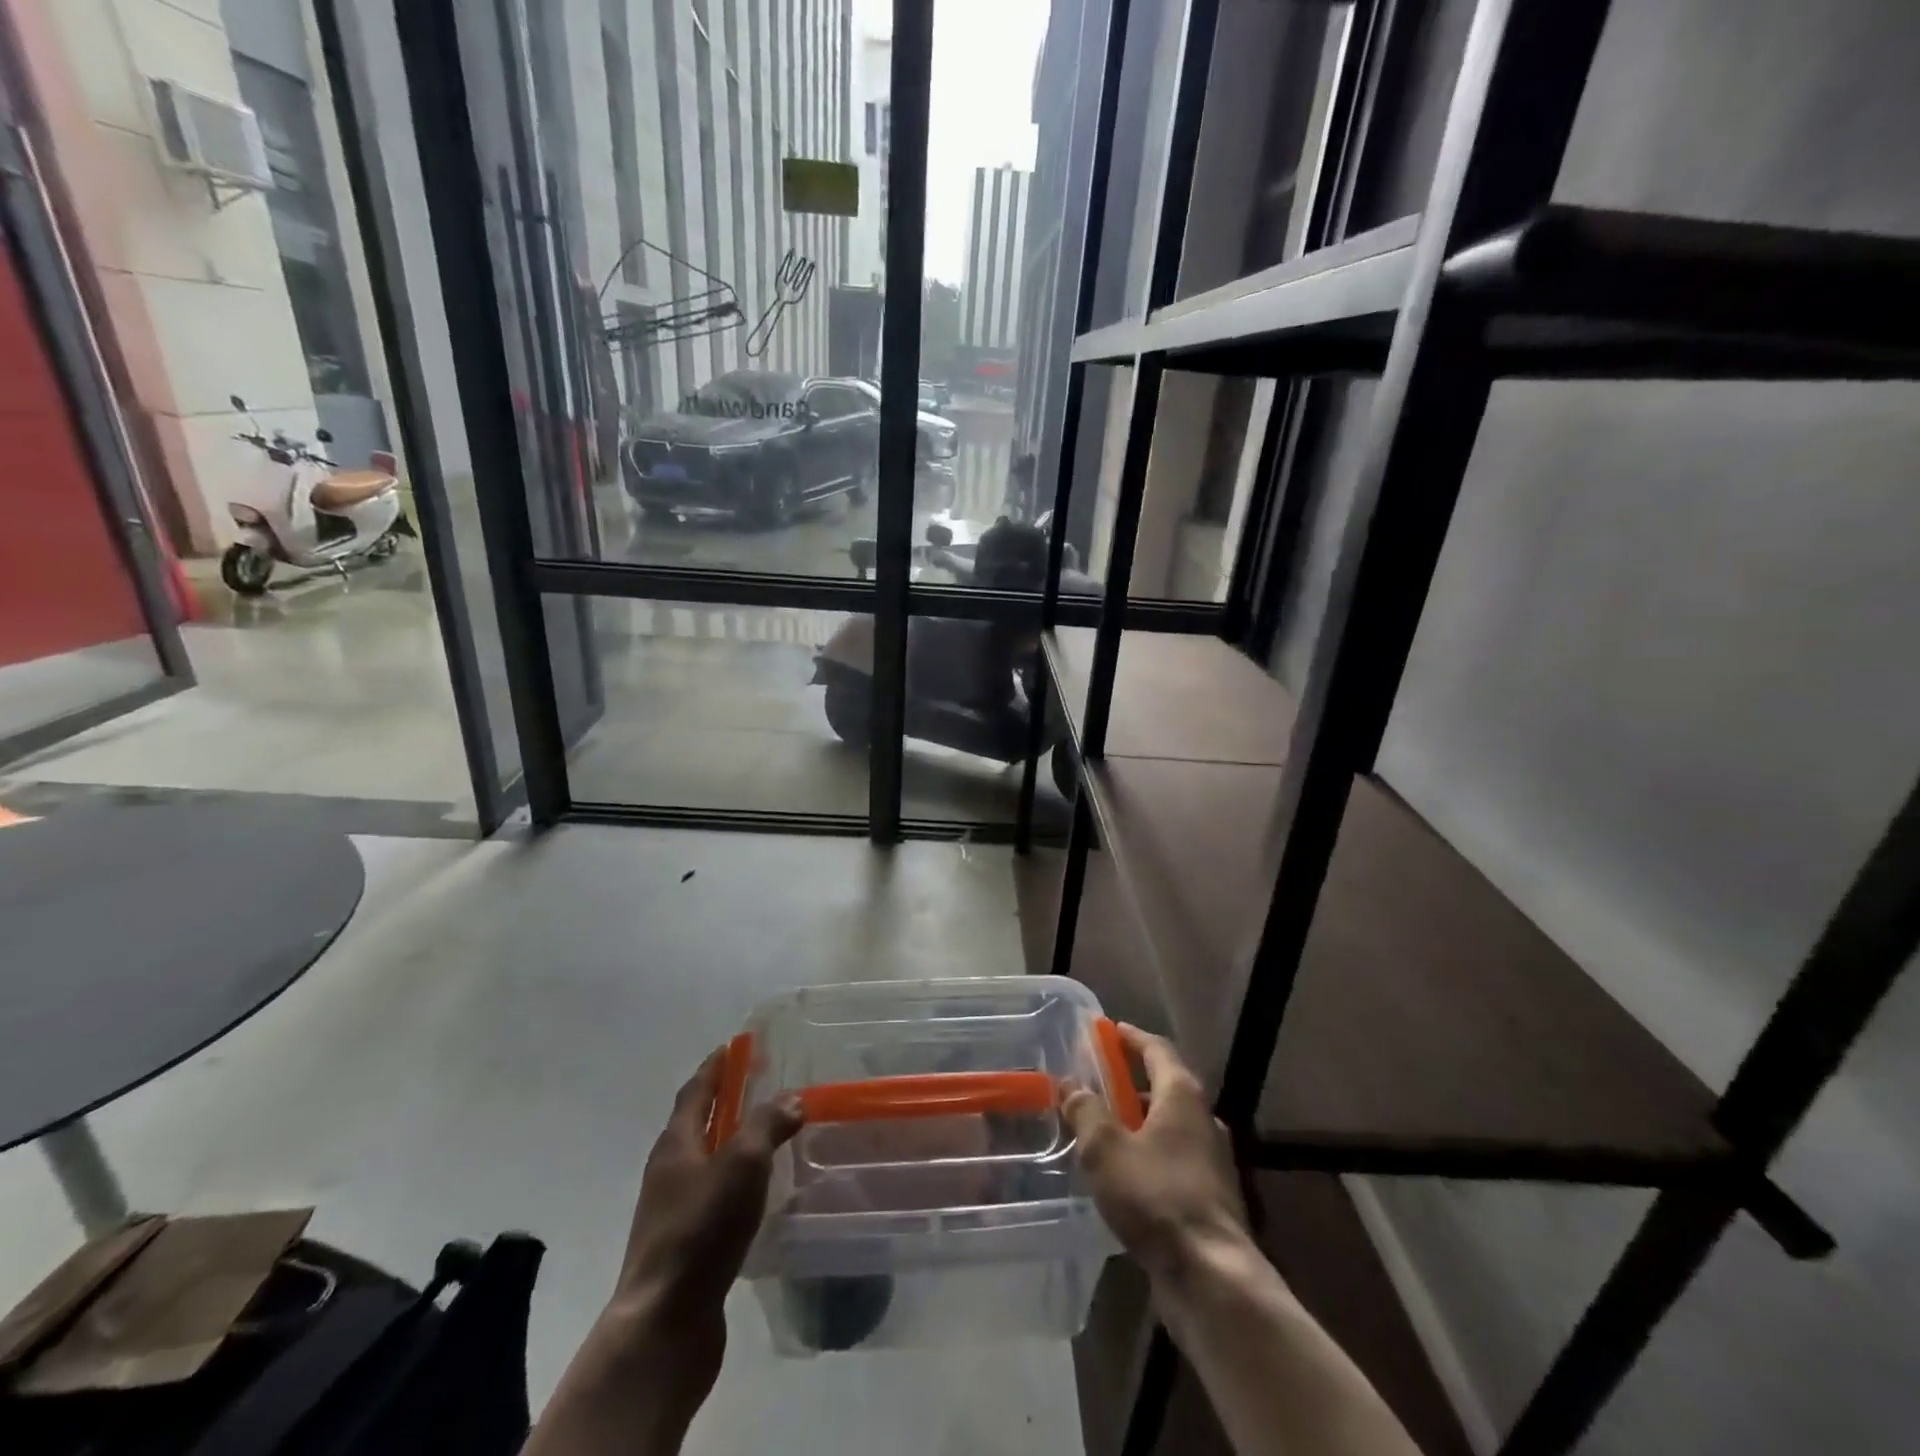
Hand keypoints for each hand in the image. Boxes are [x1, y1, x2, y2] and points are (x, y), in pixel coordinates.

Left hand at [599, 1050, 801, 1416]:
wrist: (664, 1323)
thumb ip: (767, 1125)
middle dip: (726, 1099)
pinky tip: (758, 1191)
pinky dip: (734, 1178)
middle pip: (697, 1122)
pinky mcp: (685, 1243)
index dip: (716, 1066)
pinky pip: (713, 1193)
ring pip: (705, 1159)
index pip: (696, 1090)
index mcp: (676, 1143)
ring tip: (767, 1132)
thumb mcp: (742, 1164)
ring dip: (731, 1139)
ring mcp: (673, 1209)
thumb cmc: (701, 1230)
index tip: (736, 1045)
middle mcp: (669, 1170)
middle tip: (760, 1082)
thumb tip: (791, 1098)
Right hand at [1061, 1023, 1248, 1280]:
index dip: (1132, 1037)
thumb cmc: (1155, 1196)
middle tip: (1098, 1082)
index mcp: (1182, 1095)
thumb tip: (1070, 1085)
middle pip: (1165, 1086)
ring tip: (1105, 1130)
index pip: (1157, 1049)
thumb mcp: (1105, 1148)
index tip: (1109, 1030)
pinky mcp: (1212, 1197)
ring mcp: (1213, 1160)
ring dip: (1140, 1122)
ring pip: (1170, 1127)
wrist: (1211, 1276)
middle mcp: (1203, 1119)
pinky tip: (1126, 1175)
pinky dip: (1150, 1154)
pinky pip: (1175, 1159)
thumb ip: (1085, 1111)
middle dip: (1131, 1082)